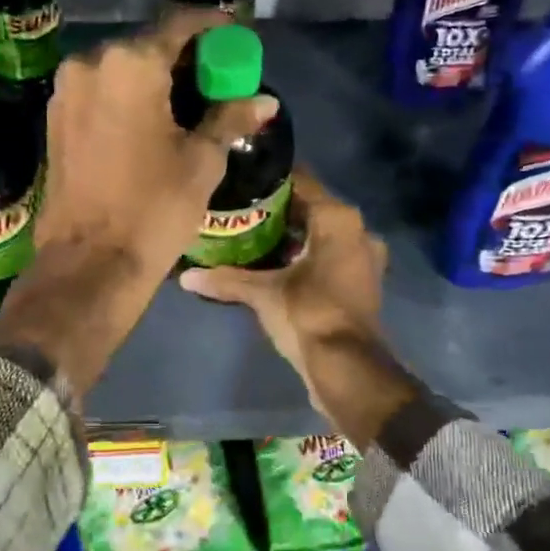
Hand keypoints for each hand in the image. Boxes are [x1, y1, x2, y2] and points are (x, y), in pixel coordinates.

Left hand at [0, 9, 276, 397]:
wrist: (89, 263)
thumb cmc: (154, 209)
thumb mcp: (202, 162)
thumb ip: (230, 118)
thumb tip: (264, 101)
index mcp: (131, 64)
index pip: (179, 25)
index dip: (212, 28)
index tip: (233, 37)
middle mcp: (91, 63)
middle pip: (146, 45)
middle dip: (181, 57)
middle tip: (213, 79)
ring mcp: (66, 91)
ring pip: (119, 70)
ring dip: (151, 79)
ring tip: (183, 104)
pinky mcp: (54, 120)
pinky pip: (98, 93)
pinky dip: (125, 98)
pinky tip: (148, 122)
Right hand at [179, 169, 418, 447]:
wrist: (348, 367)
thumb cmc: (308, 315)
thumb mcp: (263, 294)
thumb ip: (226, 280)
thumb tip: (186, 276)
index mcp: (338, 219)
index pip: (301, 182)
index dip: (269, 183)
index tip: (240, 185)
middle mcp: (357, 230)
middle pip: (311, 209)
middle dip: (277, 213)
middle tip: (240, 214)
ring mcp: (364, 258)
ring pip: (321, 236)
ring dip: (292, 238)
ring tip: (252, 240)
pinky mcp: (361, 283)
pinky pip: (329, 257)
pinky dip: (306, 258)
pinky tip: (276, 267)